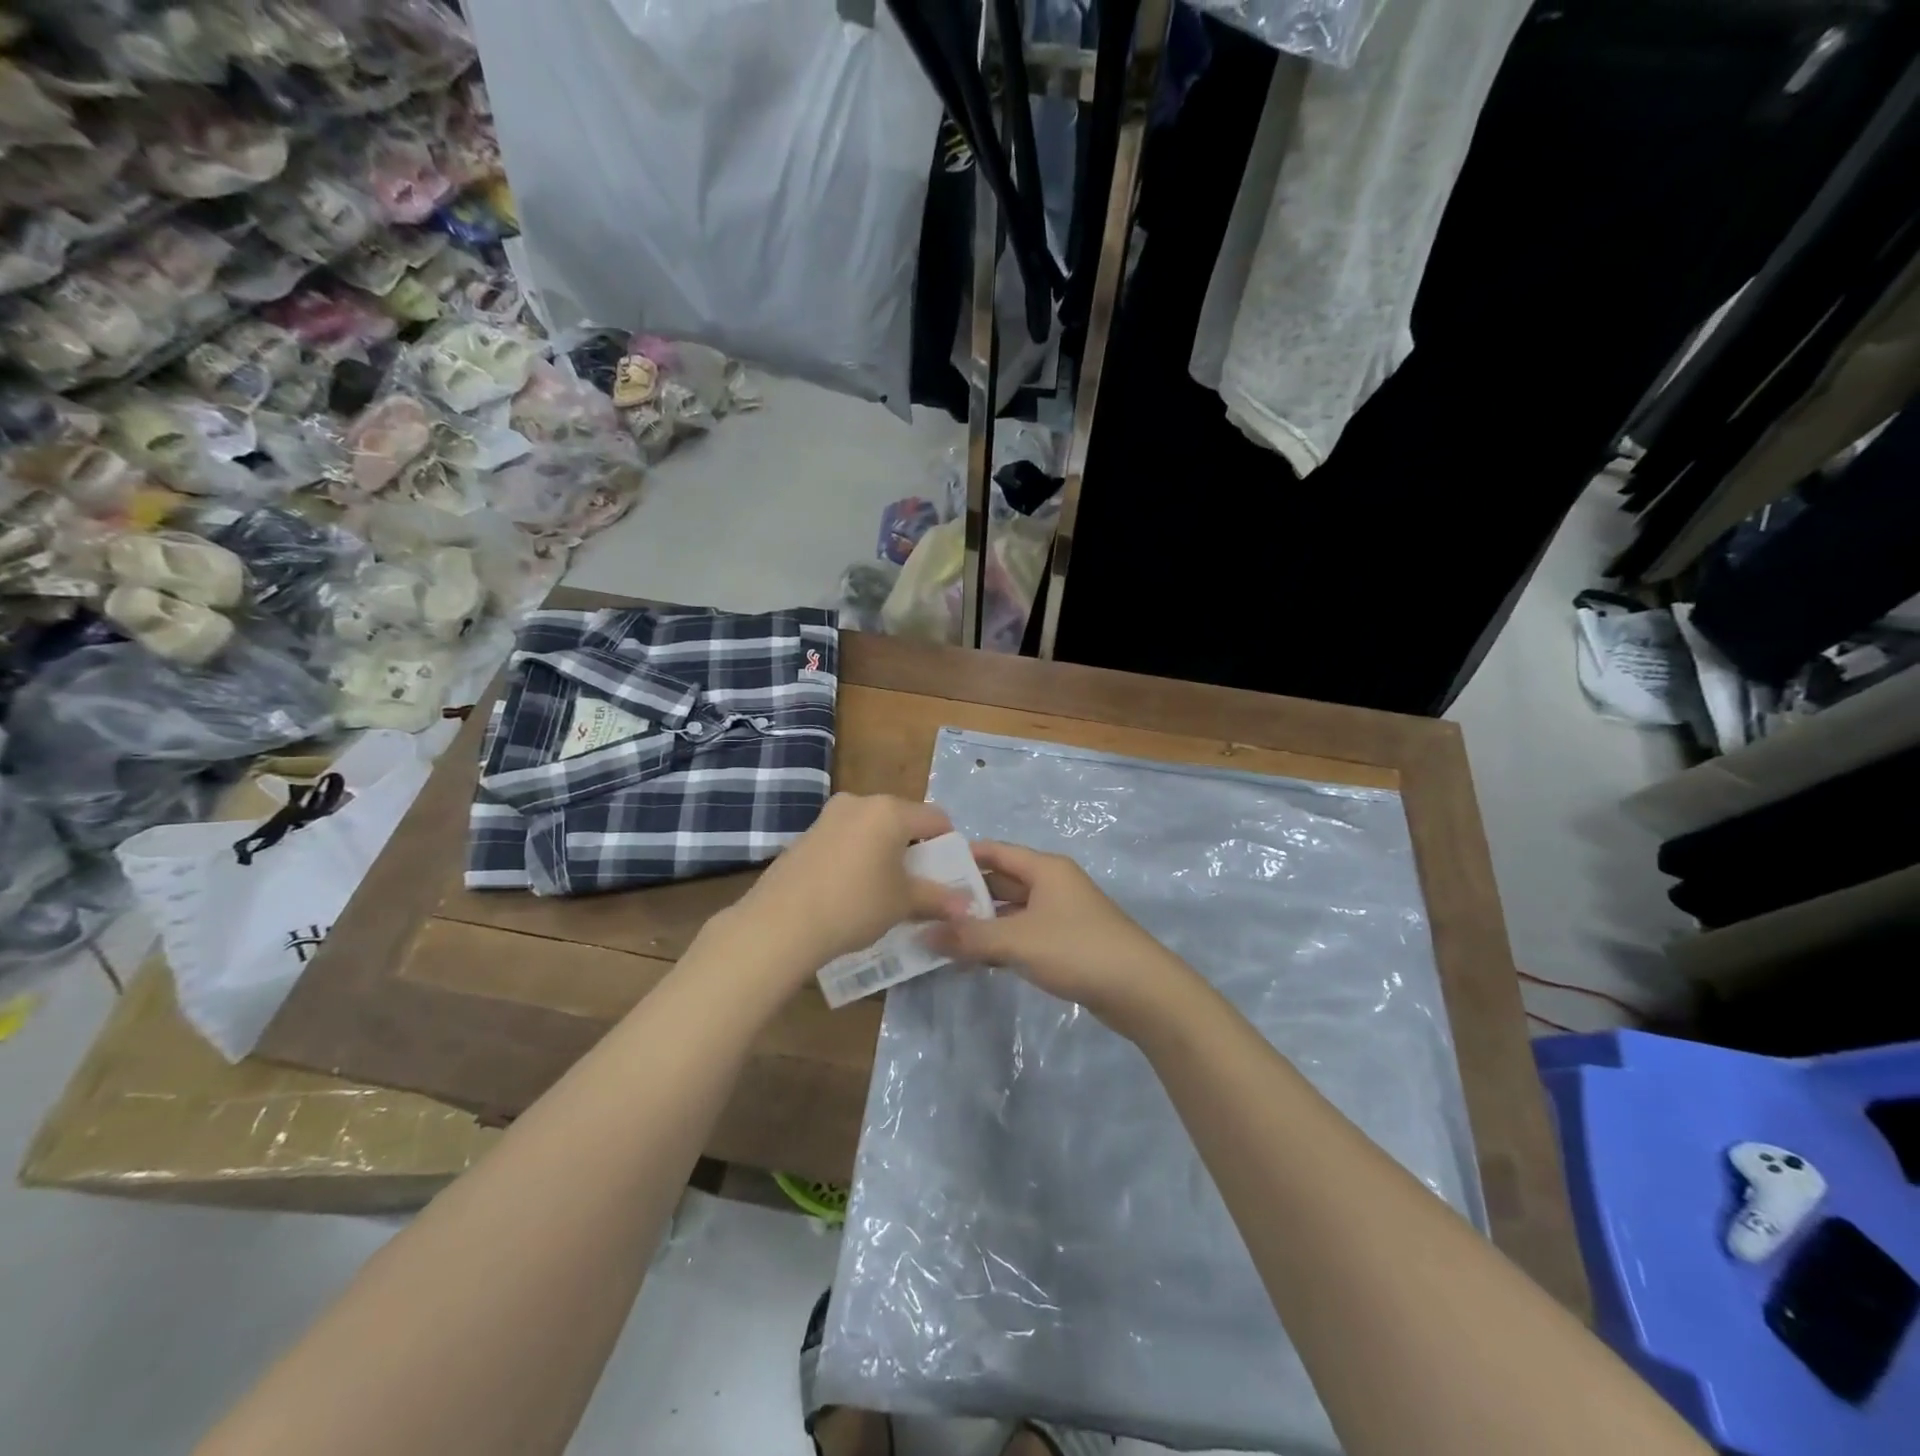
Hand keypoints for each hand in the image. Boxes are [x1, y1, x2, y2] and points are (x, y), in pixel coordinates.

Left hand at [729, 793, 967, 976]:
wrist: (781, 923)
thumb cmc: (855, 905)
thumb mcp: (903, 903)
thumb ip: (937, 898)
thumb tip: (967, 906)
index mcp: (889, 810)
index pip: (935, 818)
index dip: (948, 845)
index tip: (948, 873)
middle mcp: (859, 803)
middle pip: (901, 820)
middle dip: (914, 849)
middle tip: (918, 883)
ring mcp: (828, 817)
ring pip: (871, 829)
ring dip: (884, 853)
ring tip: (883, 890)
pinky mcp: (805, 835)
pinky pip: (845, 840)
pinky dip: (857, 857)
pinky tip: (850, 891)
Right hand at [927, 841, 1194, 1032]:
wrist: (1141, 991)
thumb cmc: (1077, 950)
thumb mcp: (1017, 941)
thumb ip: (969, 937)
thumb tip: (922, 935)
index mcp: (1044, 869)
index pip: (994, 852)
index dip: (961, 857)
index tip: (925, 870)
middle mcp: (1052, 884)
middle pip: (1001, 882)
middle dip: (965, 896)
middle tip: (924, 909)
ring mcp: (1060, 915)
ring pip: (1010, 912)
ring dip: (980, 923)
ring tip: (939, 937)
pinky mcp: (1065, 944)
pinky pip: (1022, 935)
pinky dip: (999, 943)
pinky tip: (973, 960)